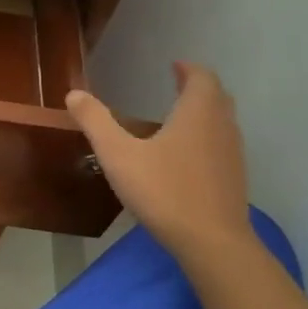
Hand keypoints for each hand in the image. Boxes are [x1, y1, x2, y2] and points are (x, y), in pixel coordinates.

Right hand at [65, 63, 250, 258]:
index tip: (175, 66)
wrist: (212, 242)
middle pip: (217, 98)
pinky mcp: (233, 180)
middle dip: (198, 88)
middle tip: (177, 84)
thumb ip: (95, 122)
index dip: (189, 69)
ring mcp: (232, 156)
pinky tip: (185, 156)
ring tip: (179, 118)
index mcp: (197, 114)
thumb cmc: (164, 190)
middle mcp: (221, 128)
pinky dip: (206, 138)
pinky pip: (221, 146)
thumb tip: (74, 94)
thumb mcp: (118, 154)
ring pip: (222, 123)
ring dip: (204, 113)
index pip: (202, 78)